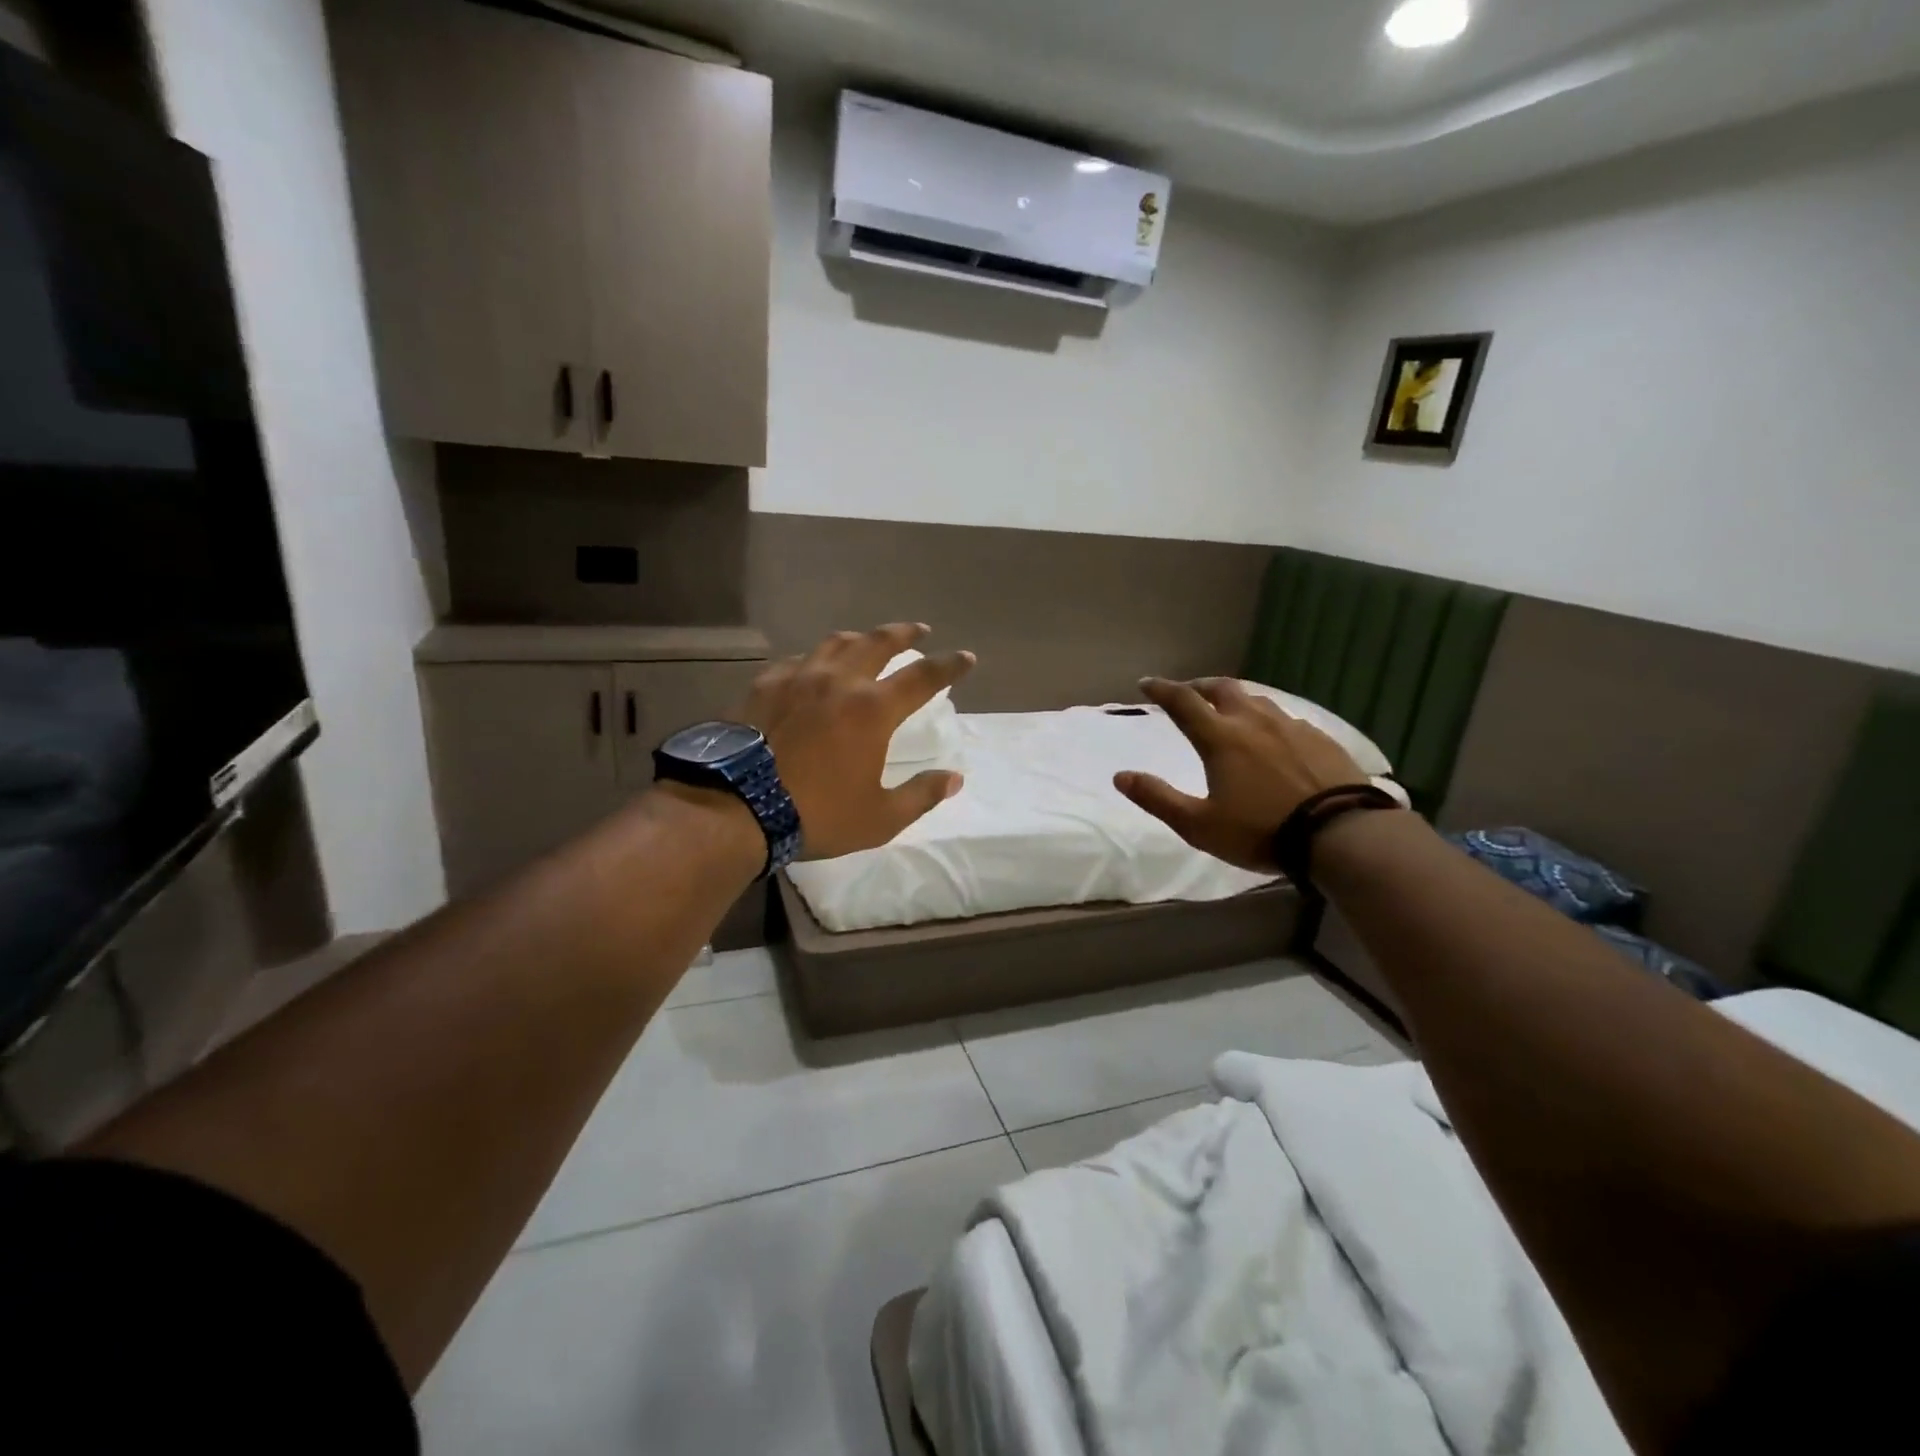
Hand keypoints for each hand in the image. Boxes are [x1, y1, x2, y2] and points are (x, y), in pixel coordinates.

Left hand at [739, 623, 973, 860]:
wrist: (736, 807)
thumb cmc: (816, 814)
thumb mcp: (880, 818)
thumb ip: (920, 795)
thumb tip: (954, 779)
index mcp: (872, 709)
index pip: (923, 676)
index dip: (950, 665)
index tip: (966, 657)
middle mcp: (838, 681)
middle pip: (878, 642)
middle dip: (904, 633)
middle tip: (918, 630)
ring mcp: (797, 677)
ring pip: (835, 643)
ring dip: (860, 638)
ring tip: (867, 640)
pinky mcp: (764, 685)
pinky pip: (798, 661)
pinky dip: (816, 659)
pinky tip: (811, 669)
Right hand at [1114, 678, 1369, 871]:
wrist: (1341, 834)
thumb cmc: (1260, 831)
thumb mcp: (1198, 824)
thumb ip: (1157, 798)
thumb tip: (1120, 776)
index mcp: (1220, 738)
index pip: (1182, 702)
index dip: (1161, 689)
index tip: (1145, 683)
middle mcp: (1253, 721)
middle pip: (1221, 689)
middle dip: (1198, 686)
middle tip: (1187, 693)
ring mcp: (1291, 727)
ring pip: (1257, 700)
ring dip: (1235, 700)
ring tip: (1229, 711)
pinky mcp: (1321, 739)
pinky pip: (1286, 719)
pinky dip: (1267, 720)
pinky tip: (1273, 738)